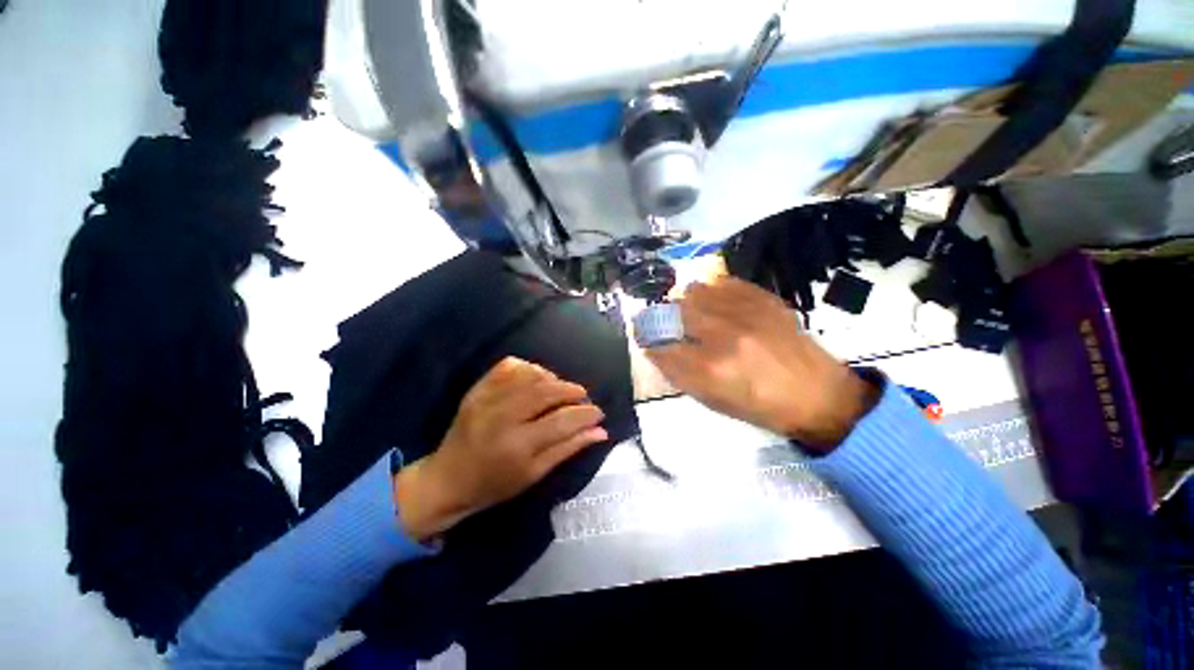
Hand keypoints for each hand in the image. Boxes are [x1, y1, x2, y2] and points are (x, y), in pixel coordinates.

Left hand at [393, 357, 607, 540]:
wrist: (447, 478)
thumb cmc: (494, 484)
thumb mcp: (535, 474)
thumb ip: (568, 449)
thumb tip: (600, 431)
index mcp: (517, 446)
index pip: (562, 421)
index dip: (585, 414)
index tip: (599, 413)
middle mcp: (501, 417)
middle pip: (547, 392)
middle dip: (572, 391)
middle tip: (582, 397)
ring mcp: (486, 399)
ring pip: (530, 375)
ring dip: (553, 378)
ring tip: (560, 389)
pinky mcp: (477, 389)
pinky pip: (509, 366)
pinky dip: (528, 368)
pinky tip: (535, 379)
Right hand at [645, 277, 877, 451]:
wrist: (818, 395)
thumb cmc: (761, 406)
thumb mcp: (714, 402)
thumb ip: (681, 376)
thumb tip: (656, 352)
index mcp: (710, 369)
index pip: (662, 347)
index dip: (650, 342)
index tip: (646, 340)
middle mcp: (723, 336)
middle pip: (675, 312)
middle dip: (665, 317)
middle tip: (667, 322)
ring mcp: (745, 314)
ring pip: (697, 291)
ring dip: (686, 301)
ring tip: (691, 309)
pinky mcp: (764, 301)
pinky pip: (726, 283)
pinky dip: (712, 289)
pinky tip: (714, 298)